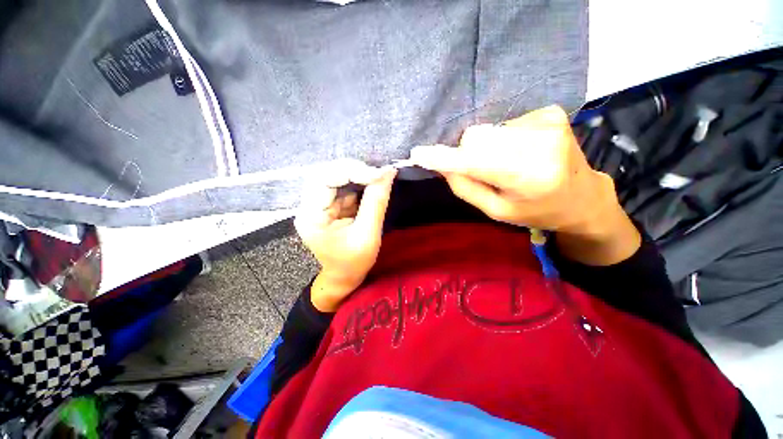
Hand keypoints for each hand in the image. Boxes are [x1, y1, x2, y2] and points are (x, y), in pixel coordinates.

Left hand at [295, 160, 396, 311]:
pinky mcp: (329, 204)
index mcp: (311, 216)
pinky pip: (343, 185)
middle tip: (378, 174)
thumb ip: (376, 202)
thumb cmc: (354, 262)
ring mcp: (318, 204)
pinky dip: (359, 182)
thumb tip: (388, 172)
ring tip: (378, 178)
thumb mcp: (368, 235)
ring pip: (335, 176)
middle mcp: (309, 206)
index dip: (351, 171)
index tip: (378, 175)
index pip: (324, 179)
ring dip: (357, 174)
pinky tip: (372, 185)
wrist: (344, 276)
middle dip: (354, 170)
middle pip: (326, 173)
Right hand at [410, 105, 639, 264]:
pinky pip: (503, 123)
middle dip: (468, 153)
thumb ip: (466, 188)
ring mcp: (547, 122)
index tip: (418, 153)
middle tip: (481, 170)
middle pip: (476, 137)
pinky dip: (502, 138)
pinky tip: (519, 151)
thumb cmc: (536, 210)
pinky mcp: (549, 112)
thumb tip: (443, 165)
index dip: (444, 158)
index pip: (474, 161)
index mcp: (528, 176)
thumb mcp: (497, 210)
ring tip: (505, 162)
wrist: (582, 196)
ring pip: (487, 129)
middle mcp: (540, 143)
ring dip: (485, 146)